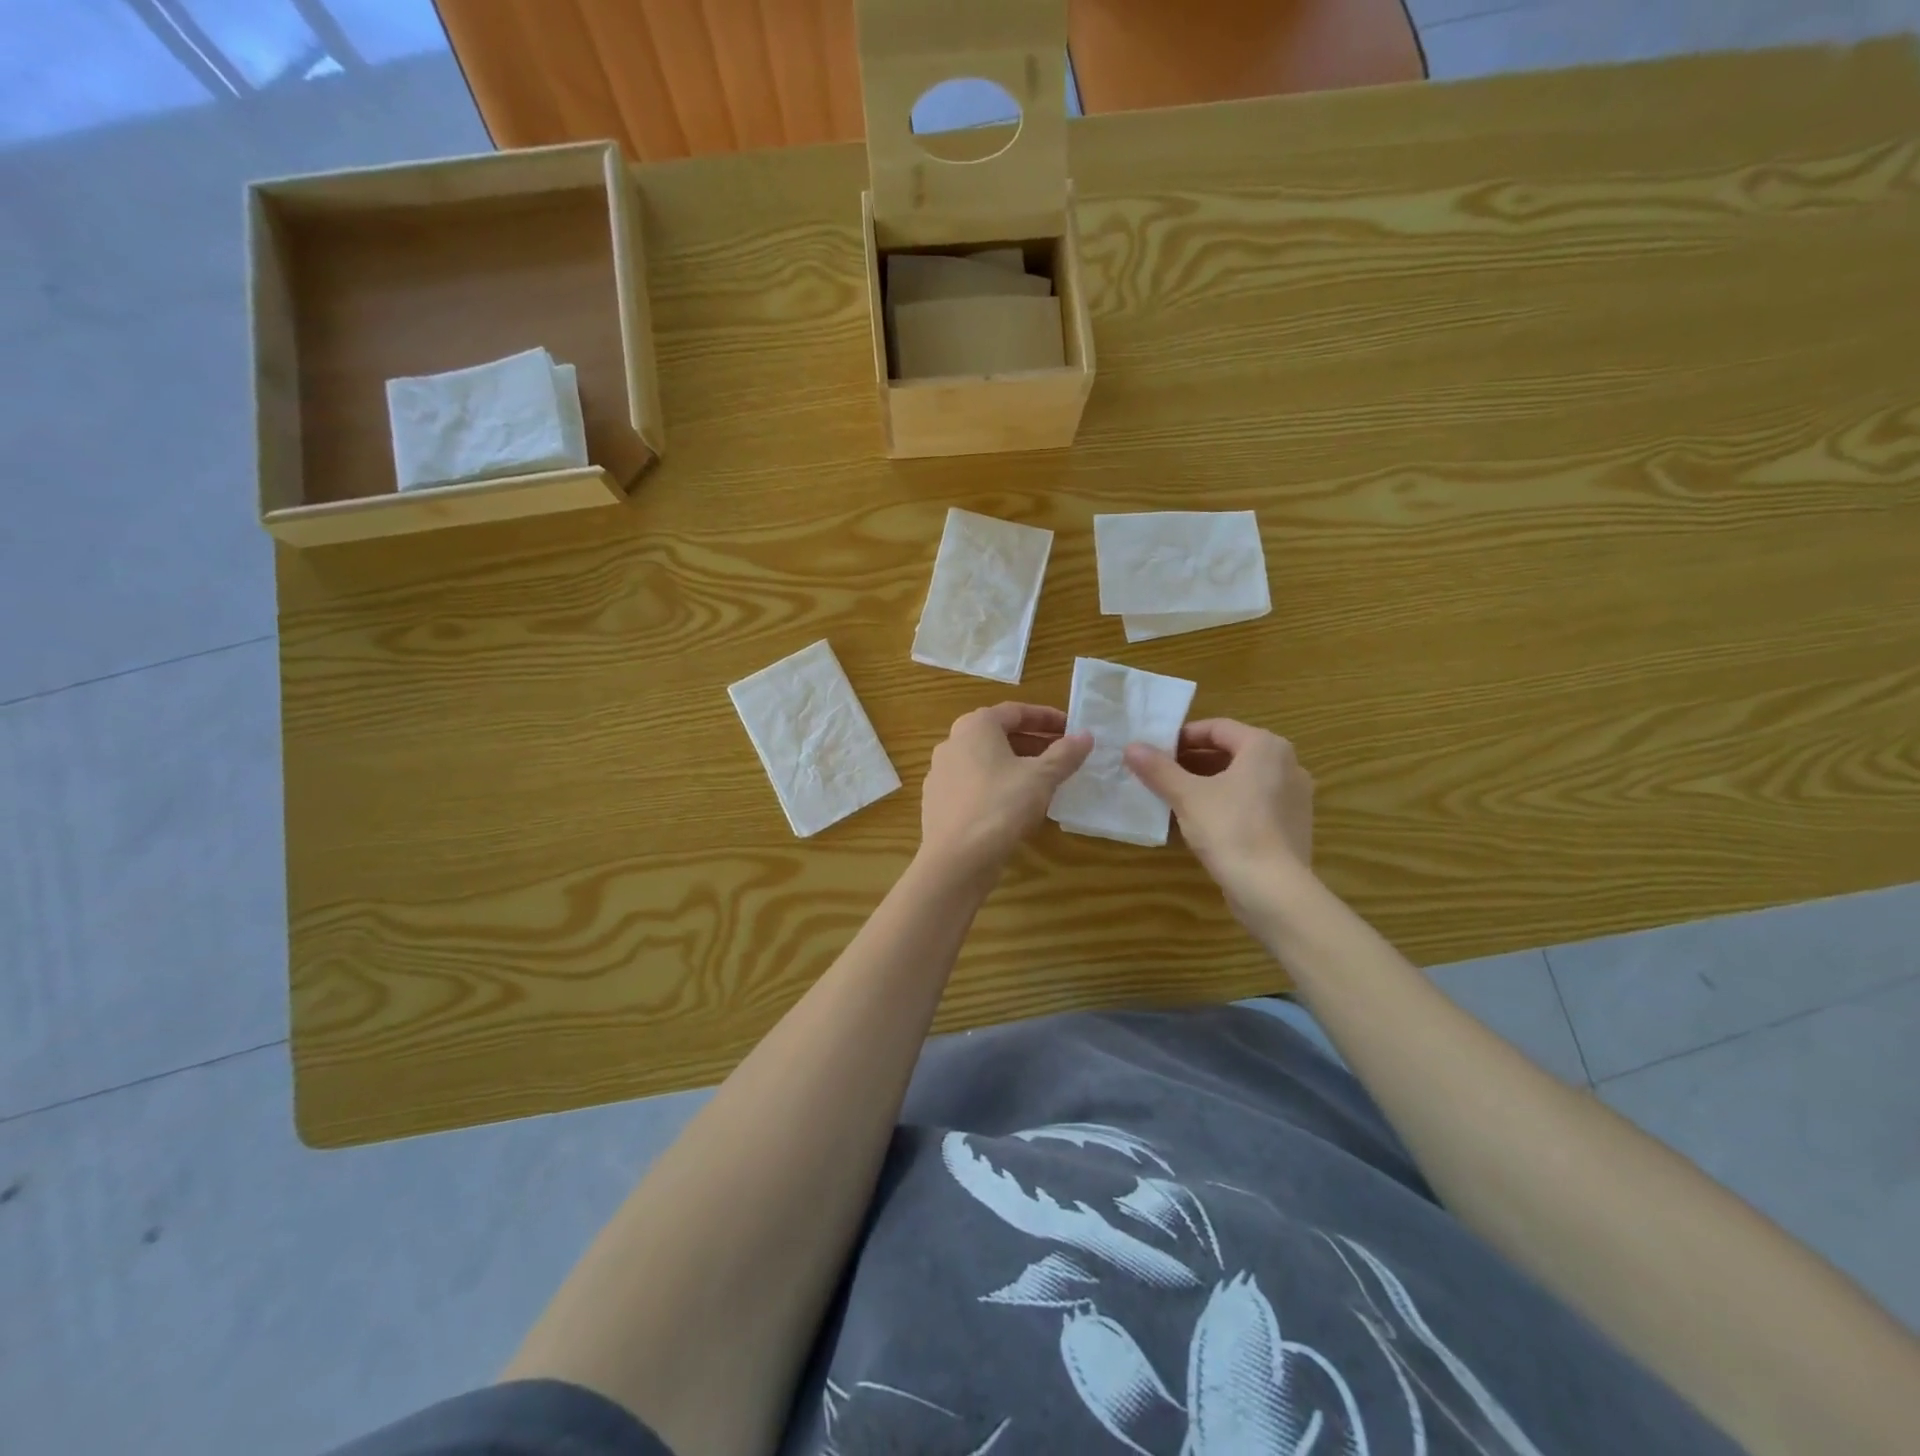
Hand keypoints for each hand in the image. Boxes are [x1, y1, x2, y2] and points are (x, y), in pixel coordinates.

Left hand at [920, 704, 1091, 880]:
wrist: (955, 859)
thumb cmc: (1000, 807)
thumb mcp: (1041, 778)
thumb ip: (1065, 754)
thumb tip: (1086, 736)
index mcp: (975, 726)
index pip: (1015, 711)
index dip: (1046, 718)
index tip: (1071, 728)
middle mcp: (952, 743)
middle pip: (998, 734)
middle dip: (1033, 742)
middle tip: (1062, 755)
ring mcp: (941, 773)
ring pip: (985, 760)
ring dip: (1015, 764)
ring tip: (1044, 780)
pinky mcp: (938, 801)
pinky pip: (974, 783)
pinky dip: (997, 785)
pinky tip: (1015, 804)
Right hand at [1124, 719, 1313, 905]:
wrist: (1272, 889)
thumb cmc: (1230, 829)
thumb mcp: (1187, 796)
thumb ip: (1158, 769)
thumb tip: (1131, 746)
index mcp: (1265, 746)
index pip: (1217, 728)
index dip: (1182, 737)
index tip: (1156, 752)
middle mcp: (1287, 763)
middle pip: (1231, 752)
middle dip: (1193, 761)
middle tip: (1161, 773)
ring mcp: (1294, 796)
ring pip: (1242, 778)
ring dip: (1208, 782)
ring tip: (1176, 796)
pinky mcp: (1292, 825)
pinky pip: (1254, 802)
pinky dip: (1228, 803)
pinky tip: (1202, 821)